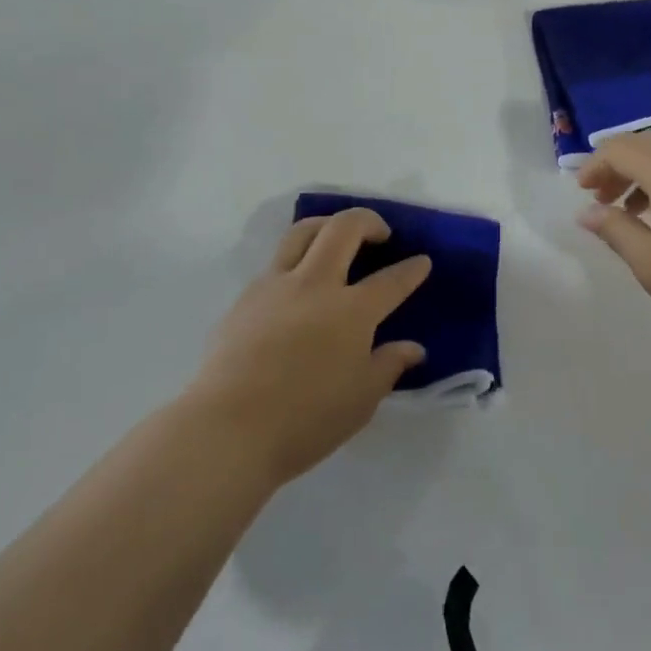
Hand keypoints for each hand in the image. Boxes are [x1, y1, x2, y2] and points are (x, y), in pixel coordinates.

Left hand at [187, 209, 430, 487]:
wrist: (228, 429)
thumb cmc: (304, 420)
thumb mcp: (361, 400)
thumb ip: (388, 365)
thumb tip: (412, 348)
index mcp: (351, 311)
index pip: (391, 281)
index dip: (411, 269)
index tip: (422, 261)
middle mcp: (315, 284)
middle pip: (344, 229)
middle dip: (369, 221)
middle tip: (380, 233)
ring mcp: (276, 285)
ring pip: (303, 231)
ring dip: (327, 224)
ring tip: (336, 236)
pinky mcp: (246, 296)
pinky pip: (276, 261)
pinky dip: (296, 258)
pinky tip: (298, 283)